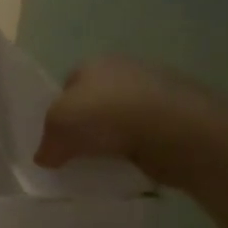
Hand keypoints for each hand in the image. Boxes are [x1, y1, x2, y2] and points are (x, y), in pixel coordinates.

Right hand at [35, 57, 224, 185]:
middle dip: (89, 125)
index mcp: (94, 63)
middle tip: (80, 153)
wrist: (176, 129)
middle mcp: (126, 69)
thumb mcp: (58, 127)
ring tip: (107, 163)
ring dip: (116, 138)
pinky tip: (135, 164)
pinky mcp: (180, 114)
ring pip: (123, 118)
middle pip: (96, 101)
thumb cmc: (107, 116)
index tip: (57, 139)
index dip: (58, 112)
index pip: (67, 86)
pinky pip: (148, 134)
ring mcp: (157, 90)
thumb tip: (47, 157)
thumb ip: (47, 143)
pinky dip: (141, 148)